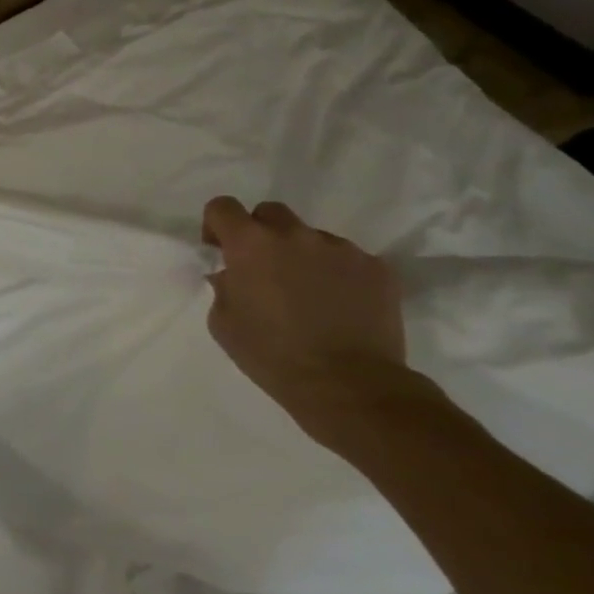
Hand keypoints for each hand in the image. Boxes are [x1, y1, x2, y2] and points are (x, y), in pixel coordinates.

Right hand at [201, 196, 425, 439]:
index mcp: (251, 245)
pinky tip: (340, 306)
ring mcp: (340, 249)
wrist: (350, 387)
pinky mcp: (377, 268)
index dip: (217, 225)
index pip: (223, 207)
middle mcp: (294, 235)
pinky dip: (337, 274)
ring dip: (301, 256)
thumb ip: (224, 287)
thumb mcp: (223, 323)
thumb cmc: (273, 356)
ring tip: (309, 294)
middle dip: (261, 234)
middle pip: (269, 213)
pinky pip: (347, 260)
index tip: (221, 251)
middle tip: (264, 270)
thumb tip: (233, 275)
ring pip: (311, 237)